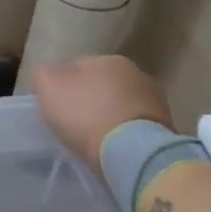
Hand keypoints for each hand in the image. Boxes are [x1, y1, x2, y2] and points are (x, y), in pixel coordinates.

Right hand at [31, 56, 173, 166]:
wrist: (132, 152)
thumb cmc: (85, 114)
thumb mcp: (48, 88)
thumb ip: (44, 75)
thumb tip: (49, 75)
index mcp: (108, 59)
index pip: (78, 66)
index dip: (63, 86)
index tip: (55, 106)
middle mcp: (136, 72)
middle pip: (102, 85)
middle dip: (90, 99)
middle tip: (74, 122)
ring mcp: (155, 100)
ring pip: (121, 105)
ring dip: (110, 116)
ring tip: (95, 138)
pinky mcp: (166, 128)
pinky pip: (135, 126)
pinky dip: (124, 133)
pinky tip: (113, 147)